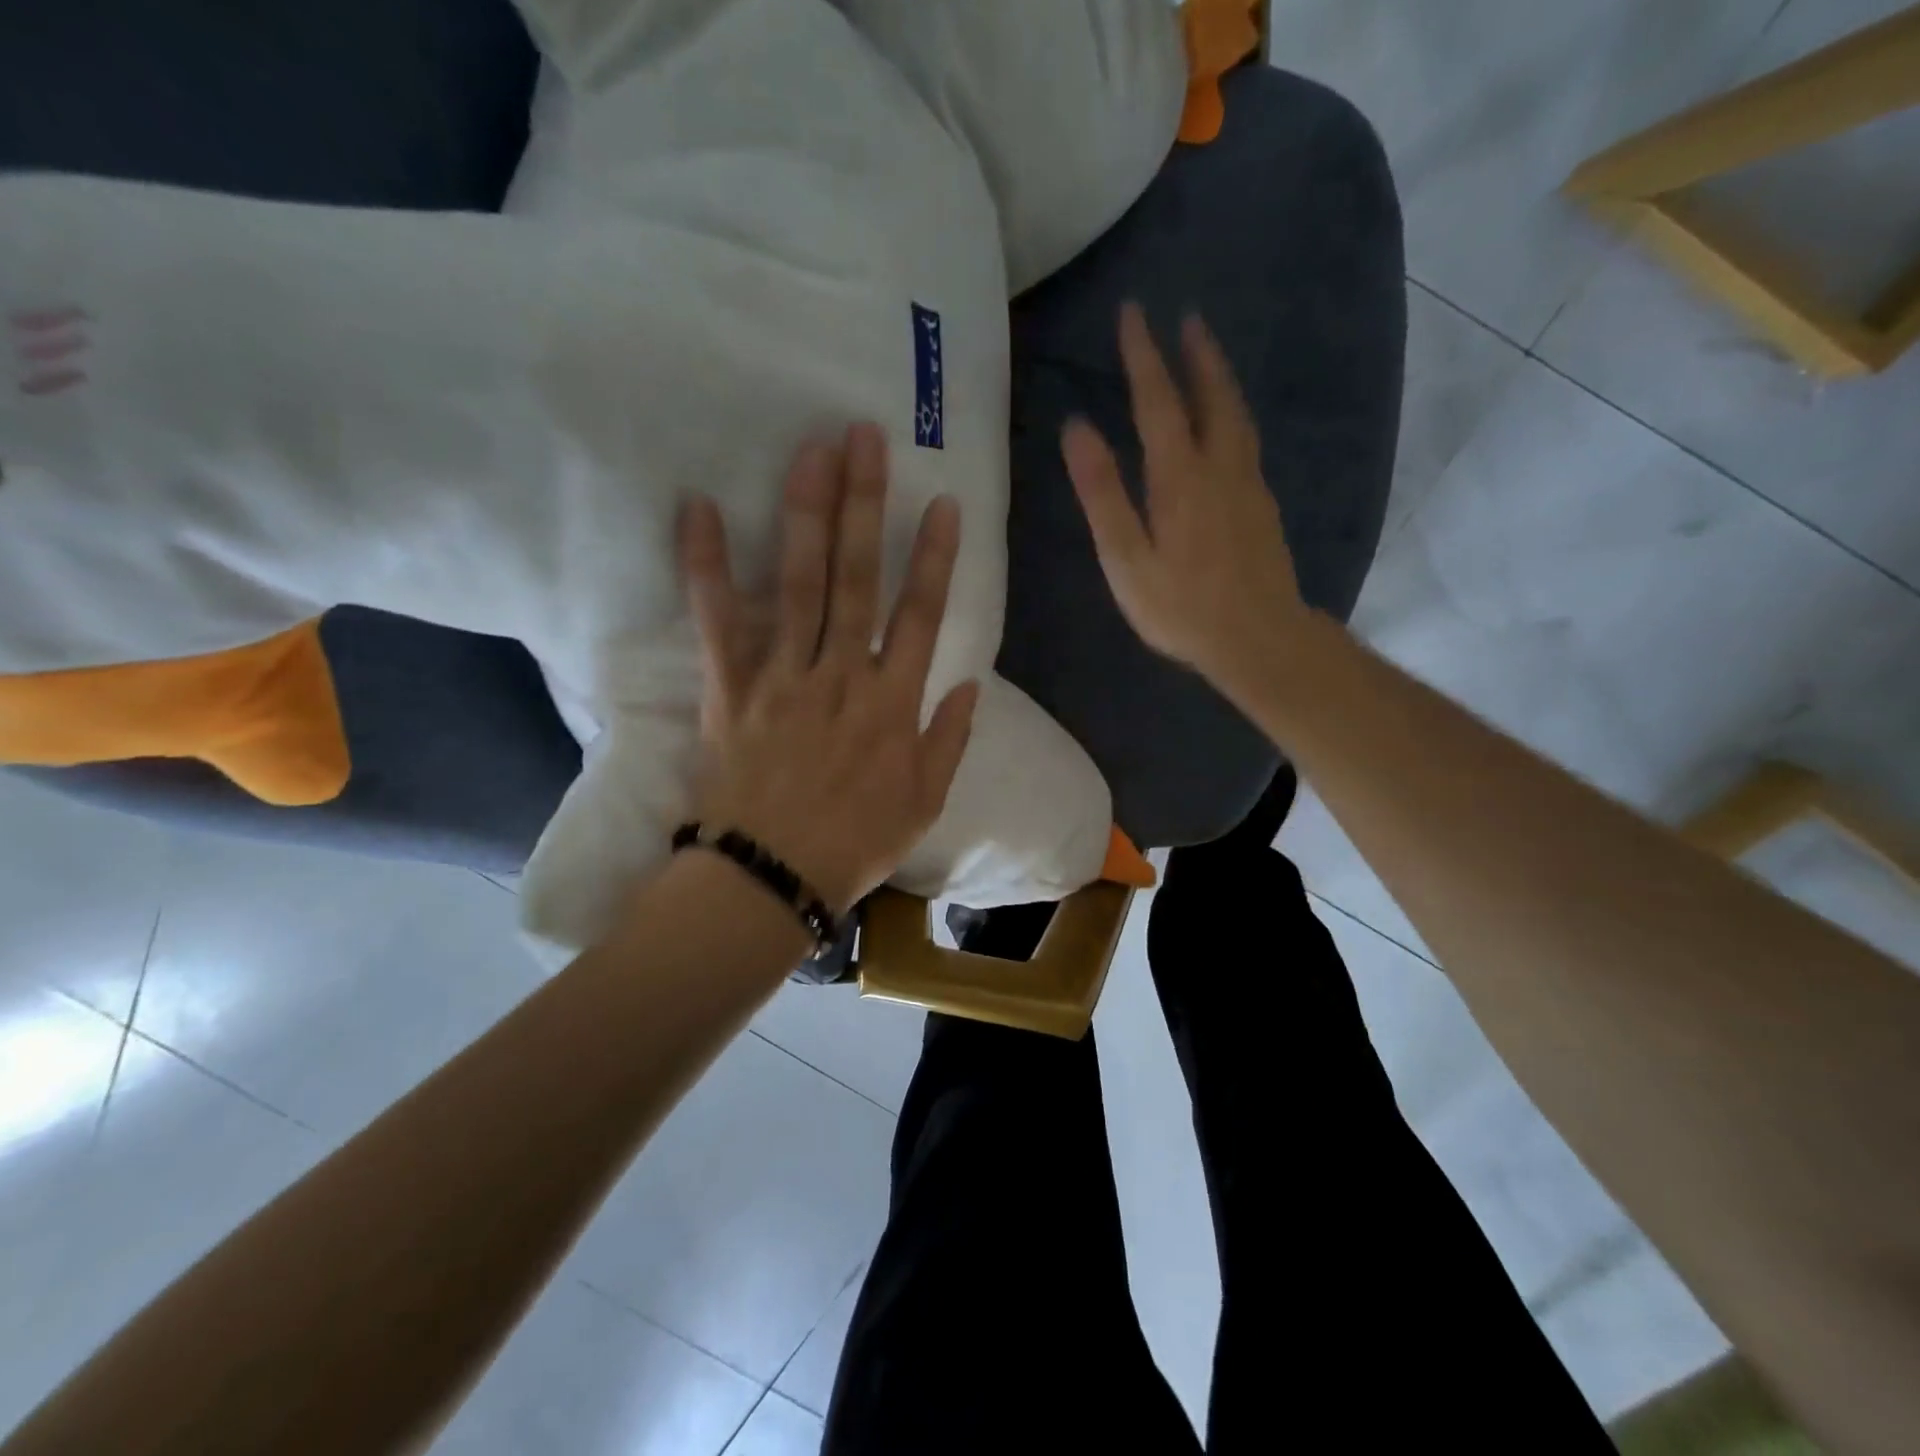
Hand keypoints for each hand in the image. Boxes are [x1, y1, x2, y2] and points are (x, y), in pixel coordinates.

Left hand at [678, 424, 978, 912]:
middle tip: (863, 437)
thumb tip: (971, 683)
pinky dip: (706, 564)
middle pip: (856, 578)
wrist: (771, 877)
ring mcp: (782, 678)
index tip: (942, 504)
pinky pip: (717, 620)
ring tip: (811, 451)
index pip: (920, 616)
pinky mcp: (729, 688)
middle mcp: (840, 676)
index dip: (934, 558)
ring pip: (798, 584)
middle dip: (864, 505)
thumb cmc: (855, 843)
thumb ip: (950, 739)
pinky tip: (697, 506)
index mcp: (892, 704)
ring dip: (805, 514)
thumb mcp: (925, 802)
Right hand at [1062, 303, 1313, 703]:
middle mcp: (1220, 467)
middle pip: (1211, 395)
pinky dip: (1232, 413)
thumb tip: (1077, 427)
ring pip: (1236, 415)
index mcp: (1179, 476)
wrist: (1259, 638)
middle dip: (1195, 353)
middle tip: (1185, 316)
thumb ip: (1103, 493)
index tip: (1133, 312)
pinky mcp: (1263, 506)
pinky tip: (1227, 423)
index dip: (1143, 355)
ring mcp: (1248, 485)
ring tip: (1207, 355)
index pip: (1158, 400)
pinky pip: (1246, 441)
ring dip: (1220, 378)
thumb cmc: (1181, 607)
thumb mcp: (1126, 558)